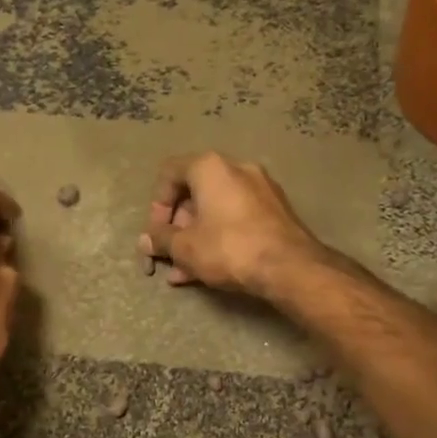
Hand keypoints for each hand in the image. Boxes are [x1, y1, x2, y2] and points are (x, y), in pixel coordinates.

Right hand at [139, 152, 323, 296]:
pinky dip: (219, 238)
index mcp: (210, 167)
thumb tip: (146, 240)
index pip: (169, 173)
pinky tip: (208, 269)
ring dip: (196, 237)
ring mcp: (261, 189)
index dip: (156, 205)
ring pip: (216, 211)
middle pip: (194, 193)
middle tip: (169, 253)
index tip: (157, 233)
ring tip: (183, 270)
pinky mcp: (276, 211)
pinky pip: (236, 220)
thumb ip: (160, 240)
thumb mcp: (184, 247)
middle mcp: (237, 169)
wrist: (290, 267)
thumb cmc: (228, 248)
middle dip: (177, 227)